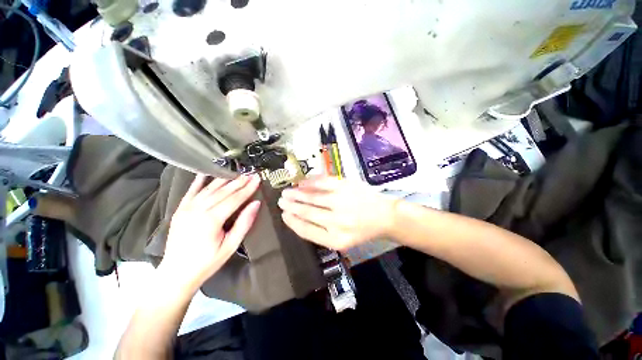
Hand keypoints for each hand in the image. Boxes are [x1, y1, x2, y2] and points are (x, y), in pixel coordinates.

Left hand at [160, 174, 261, 288]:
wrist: (176, 273)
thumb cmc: (207, 262)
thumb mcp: (231, 246)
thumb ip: (244, 223)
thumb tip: (255, 204)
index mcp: (211, 220)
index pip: (234, 199)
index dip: (247, 188)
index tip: (257, 179)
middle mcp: (198, 210)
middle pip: (223, 191)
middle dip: (239, 182)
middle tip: (250, 174)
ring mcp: (186, 208)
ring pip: (209, 189)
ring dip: (224, 180)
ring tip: (237, 173)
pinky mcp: (179, 210)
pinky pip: (191, 192)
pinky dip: (199, 181)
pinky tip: (205, 173)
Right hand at [278, 176, 397, 249]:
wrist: (384, 216)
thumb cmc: (362, 230)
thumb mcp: (342, 240)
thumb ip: (320, 233)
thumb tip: (298, 219)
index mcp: (335, 240)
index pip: (306, 231)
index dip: (292, 221)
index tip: (283, 215)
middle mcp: (337, 222)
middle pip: (307, 212)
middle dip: (291, 206)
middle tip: (281, 201)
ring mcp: (341, 201)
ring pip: (312, 197)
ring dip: (296, 194)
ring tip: (287, 192)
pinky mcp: (345, 186)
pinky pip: (322, 183)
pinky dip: (309, 182)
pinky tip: (301, 182)